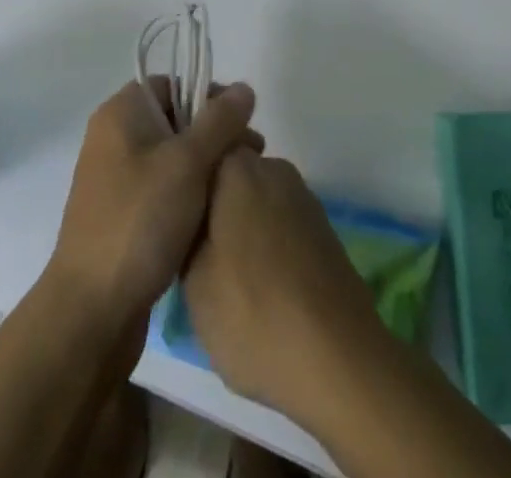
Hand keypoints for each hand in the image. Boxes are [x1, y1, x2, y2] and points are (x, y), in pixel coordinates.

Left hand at [47, 80, 260, 329]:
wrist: (92, 311)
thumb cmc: (140, 220)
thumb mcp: (188, 162)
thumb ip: (220, 120)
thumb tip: (245, 87)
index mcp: (121, 113)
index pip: (172, 83)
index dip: (209, 96)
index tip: (242, 123)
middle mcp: (114, 138)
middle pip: (175, 120)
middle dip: (215, 135)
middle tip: (252, 158)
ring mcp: (115, 179)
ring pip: (172, 158)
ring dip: (206, 168)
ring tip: (239, 189)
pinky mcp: (122, 216)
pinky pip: (163, 190)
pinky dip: (189, 196)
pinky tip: (214, 216)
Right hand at [183, 150, 386, 423]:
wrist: (338, 358)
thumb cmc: (252, 312)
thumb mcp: (193, 281)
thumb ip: (186, 236)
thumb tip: (193, 221)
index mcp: (236, 167)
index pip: (200, 153)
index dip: (182, 185)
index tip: (171, 221)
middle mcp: (273, 168)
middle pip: (229, 177)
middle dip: (212, 207)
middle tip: (194, 256)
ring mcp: (303, 197)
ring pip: (255, 201)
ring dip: (240, 229)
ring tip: (227, 280)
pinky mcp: (323, 228)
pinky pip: (280, 224)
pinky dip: (267, 247)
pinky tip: (262, 290)